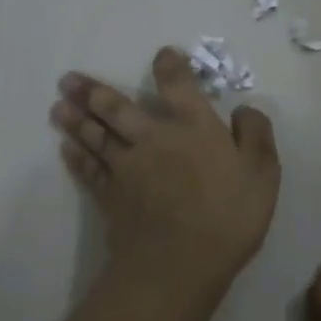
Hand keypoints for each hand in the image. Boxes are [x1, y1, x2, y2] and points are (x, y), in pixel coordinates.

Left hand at [52, 46, 280, 301]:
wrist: (178, 264)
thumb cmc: (227, 217)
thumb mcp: (262, 173)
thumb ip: (256, 134)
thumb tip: (244, 109)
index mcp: (192, 126)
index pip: (177, 85)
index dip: (169, 66)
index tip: (162, 55)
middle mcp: (153, 137)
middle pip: (116, 108)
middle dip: (92, 91)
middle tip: (68, 80)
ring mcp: (126, 167)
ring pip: (95, 136)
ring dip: (75, 120)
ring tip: (58, 106)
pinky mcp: (111, 196)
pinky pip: (89, 170)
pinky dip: (76, 157)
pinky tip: (65, 148)